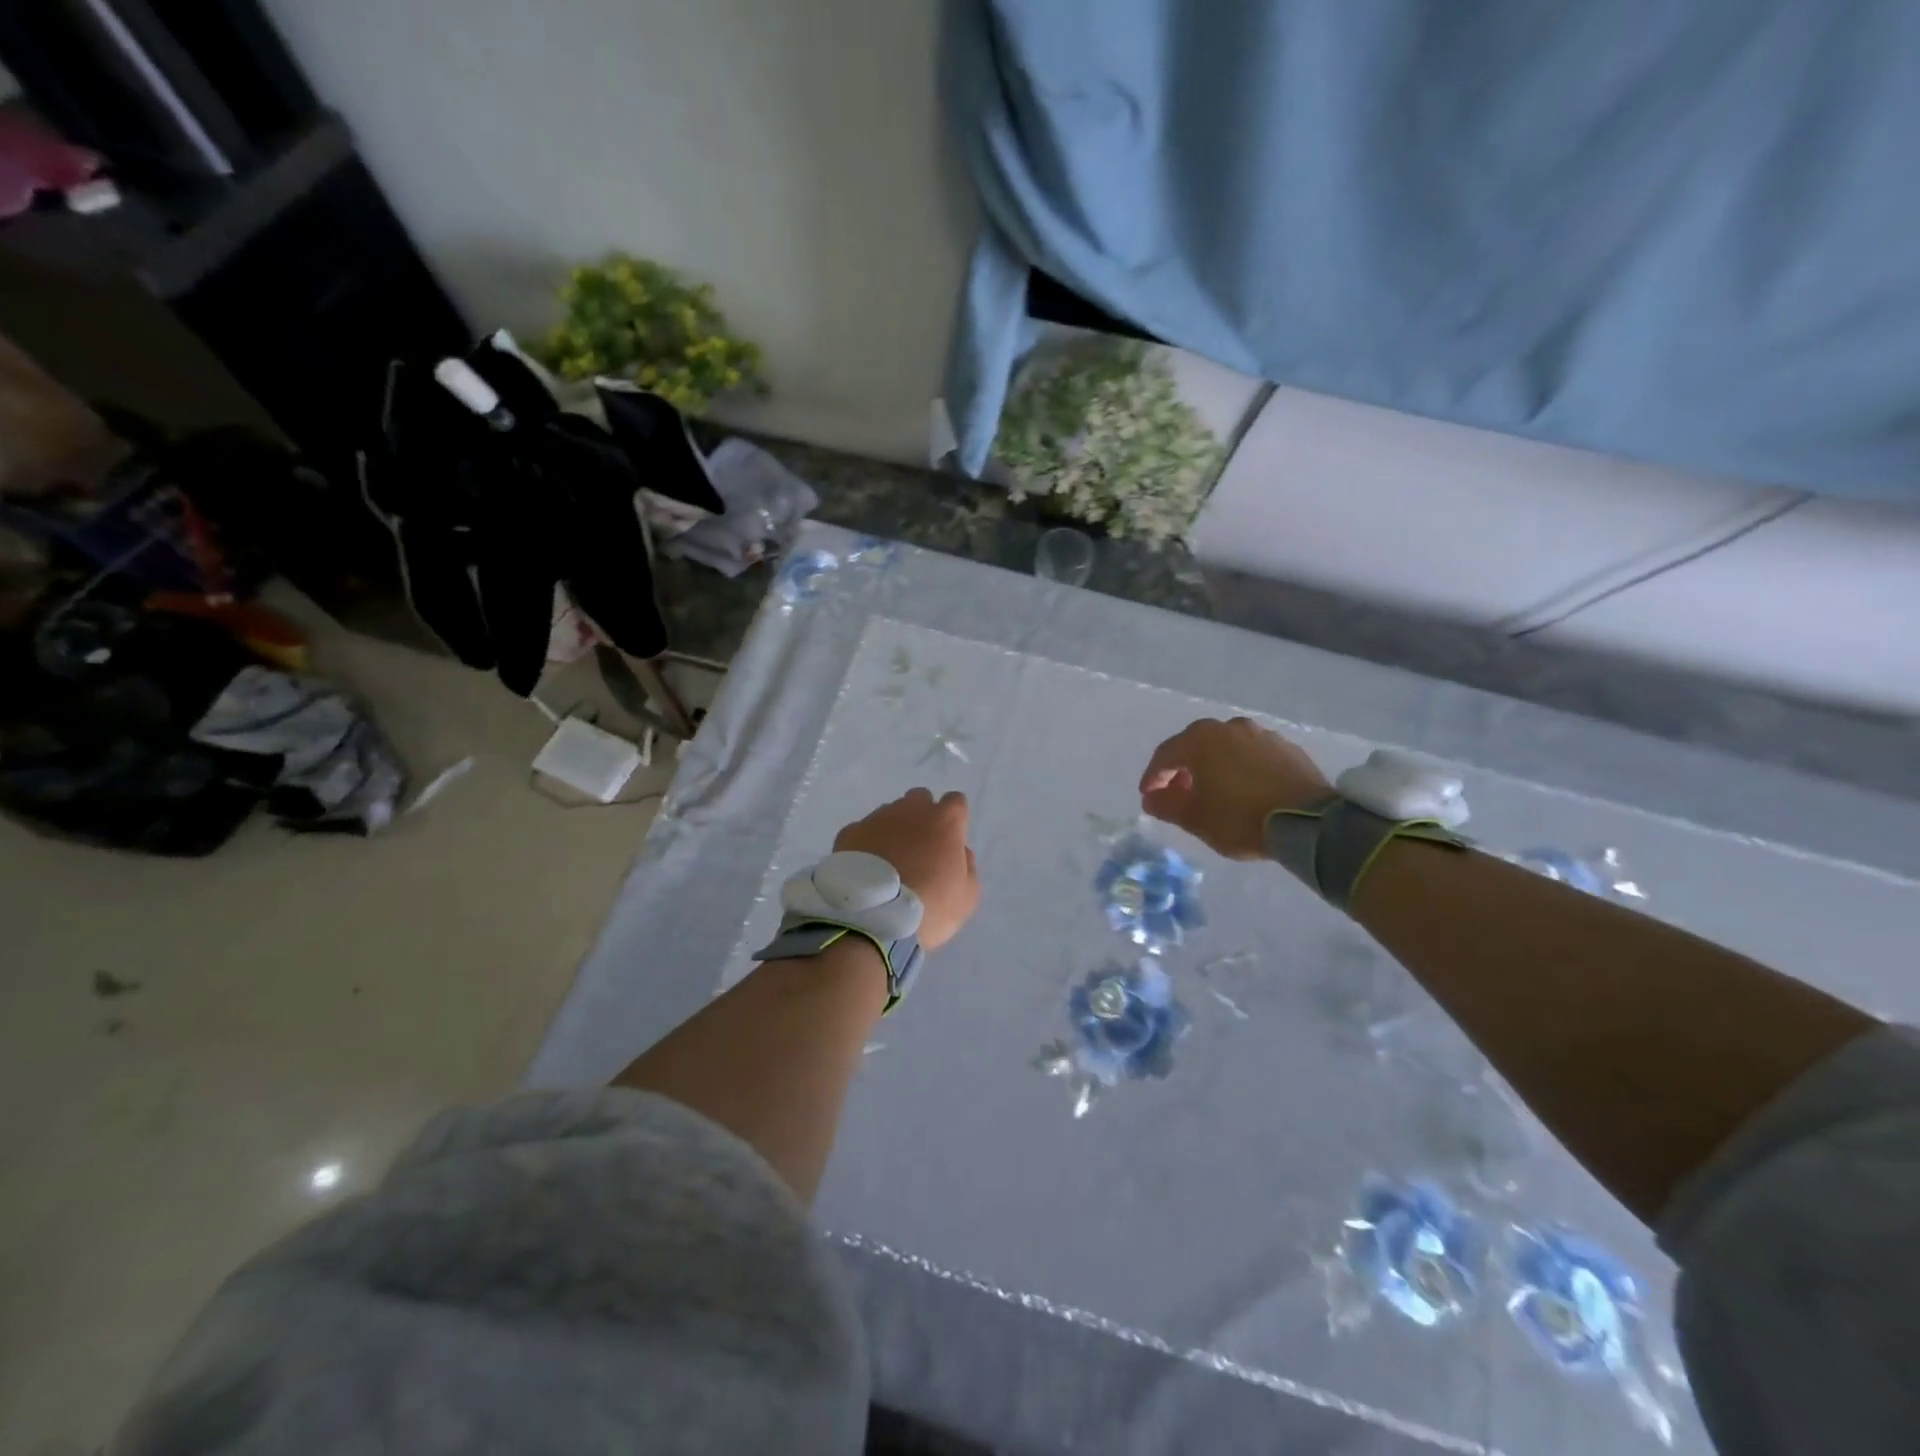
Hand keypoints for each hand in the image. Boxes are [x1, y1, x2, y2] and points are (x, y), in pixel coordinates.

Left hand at [834, 789, 980, 948]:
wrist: (873, 917)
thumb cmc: (930, 906)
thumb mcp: (967, 896)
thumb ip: (967, 865)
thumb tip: (958, 851)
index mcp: (945, 820)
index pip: (956, 802)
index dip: (954, 820)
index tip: (950, 842)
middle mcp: (911, 810)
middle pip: (920, 799)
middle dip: (922, 816)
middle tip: (920, 848)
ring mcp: (877, 818)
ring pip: (890, 813)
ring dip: (894, 830)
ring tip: (889, 861)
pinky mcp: (850, 832)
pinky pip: (863, 831)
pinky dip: (867, 843)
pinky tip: (866, 868)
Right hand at [1139, 717, 1330, 859]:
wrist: (1309, 822)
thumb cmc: (1240, 817)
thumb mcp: (1195, 818)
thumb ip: (1166, 805)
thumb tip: (1151, 798)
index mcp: (1201, 739)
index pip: (1165, 755)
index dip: (1153, 777)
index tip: (1149, 796)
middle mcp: (1229, 728)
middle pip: (1195, 746)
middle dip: (1183, 770)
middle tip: (1179, 794)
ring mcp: (1262, 734)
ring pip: (1226, 748)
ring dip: (1213, 767)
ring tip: (1213, 792)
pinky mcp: (1287, 748)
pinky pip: (1252, 755)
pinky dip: (1240, 769)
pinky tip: (1244, 790)